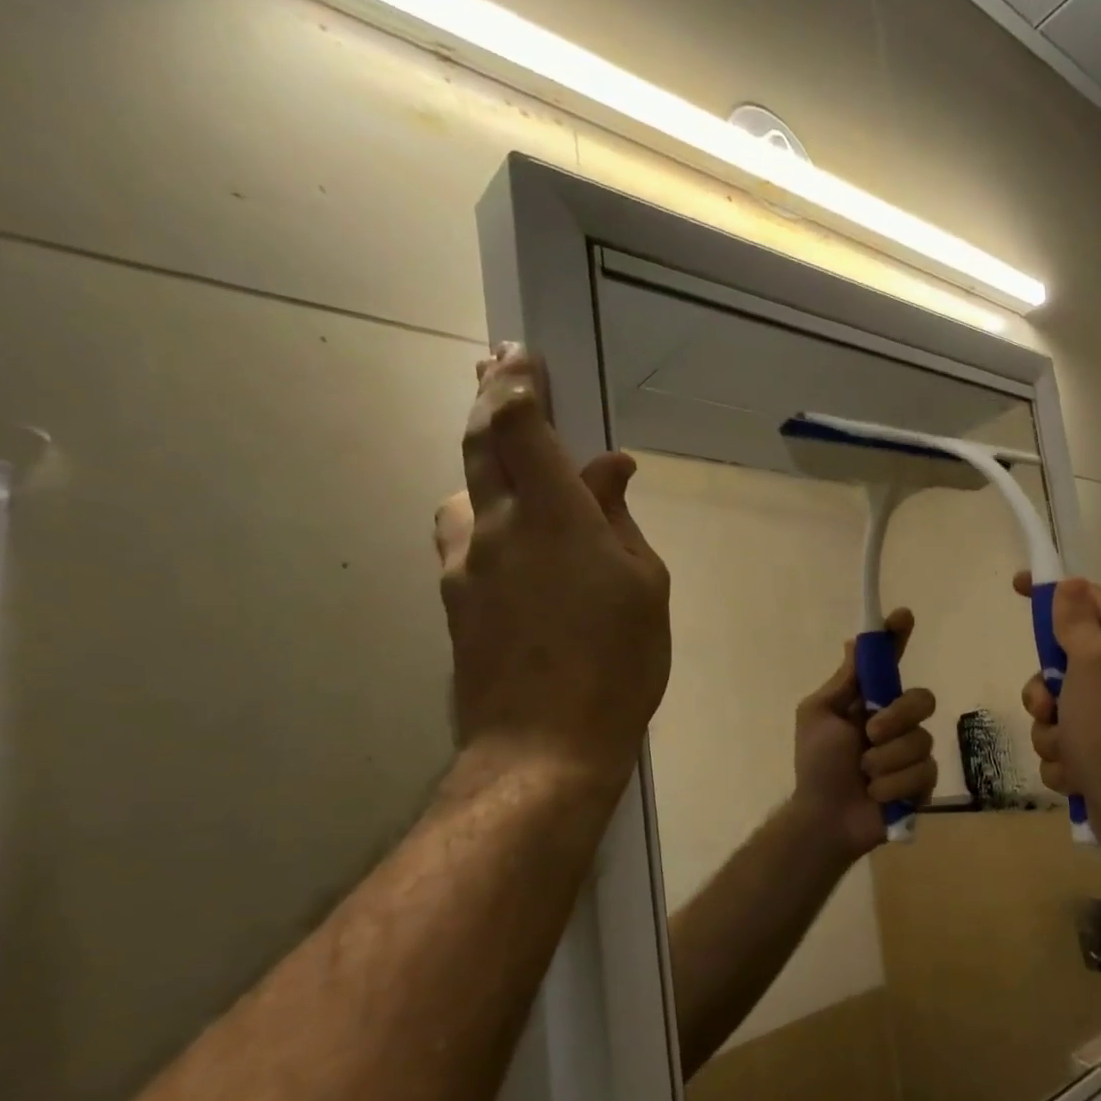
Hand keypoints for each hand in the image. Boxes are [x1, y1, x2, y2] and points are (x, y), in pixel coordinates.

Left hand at [434, 345, 670, 793]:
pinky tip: (510, 543)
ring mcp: (465, 565)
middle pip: (478, 445)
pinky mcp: (455, 601)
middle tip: (493, 368)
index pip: (520, 426)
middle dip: (488, 399)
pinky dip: (486, 517)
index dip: (516, 383)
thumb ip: (621, 520)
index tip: (519, 353)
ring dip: (484, 467)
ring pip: (465, 493)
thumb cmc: (617, 664)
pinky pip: (466, 537)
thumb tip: (610, 470)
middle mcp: (495, 527)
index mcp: (553, 516)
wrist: (543, 746)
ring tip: (512, 470)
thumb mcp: (645, 586)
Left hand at [789, 609, 938, 861]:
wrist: (825, 817)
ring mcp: (912, 752)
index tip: (903, 616)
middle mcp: (897, 721)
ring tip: (864, 776)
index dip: (898, 637)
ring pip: (921, 740)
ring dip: (885, 761)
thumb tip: (854, 641)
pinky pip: (923, 772)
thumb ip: (843, 683)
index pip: (891, 663)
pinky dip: (893, 785)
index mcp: (870, 702)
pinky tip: (877, 795)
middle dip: (897, 717)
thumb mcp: (819, 716)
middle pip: (922, 698)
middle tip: (870, 734)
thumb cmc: (816, 764)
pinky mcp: (923, 782)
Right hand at [1014, 572, 1100, 848]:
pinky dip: (1061, 759)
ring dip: (1050, 731)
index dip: (1053, 592)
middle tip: (1050, 705)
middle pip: (1059, 663)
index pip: (1088, 602)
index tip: (1017, 586)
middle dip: (1043, 691)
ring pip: (1052, 710)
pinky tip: (1077, 773)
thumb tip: (1070, 584)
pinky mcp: (1096, 754)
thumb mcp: (1094, 661)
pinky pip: (1058, 744)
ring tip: (1070, 749)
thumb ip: (1076, 621)